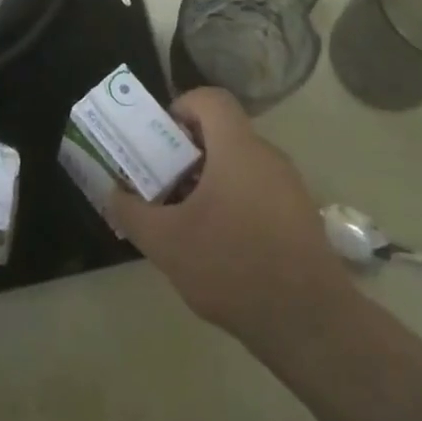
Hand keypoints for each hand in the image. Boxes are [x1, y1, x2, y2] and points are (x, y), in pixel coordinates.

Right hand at [107, 87, 354, 349]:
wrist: (309, 322)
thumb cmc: (233, 266)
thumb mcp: (167, 243)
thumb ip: (132, 212)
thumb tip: (112, 193)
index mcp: (237, 147)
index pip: (210, 98)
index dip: (181, 108)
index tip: (160, 144)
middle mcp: (266, 156)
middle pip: (221, 134)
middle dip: (185, 155)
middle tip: (162, 187)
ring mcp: (288, 186)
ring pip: (238, 165)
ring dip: (207, 182)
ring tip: (184, 221)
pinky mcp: (299, 216)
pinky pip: (257, 190)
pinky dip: (232, 202)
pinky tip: (218, 247)